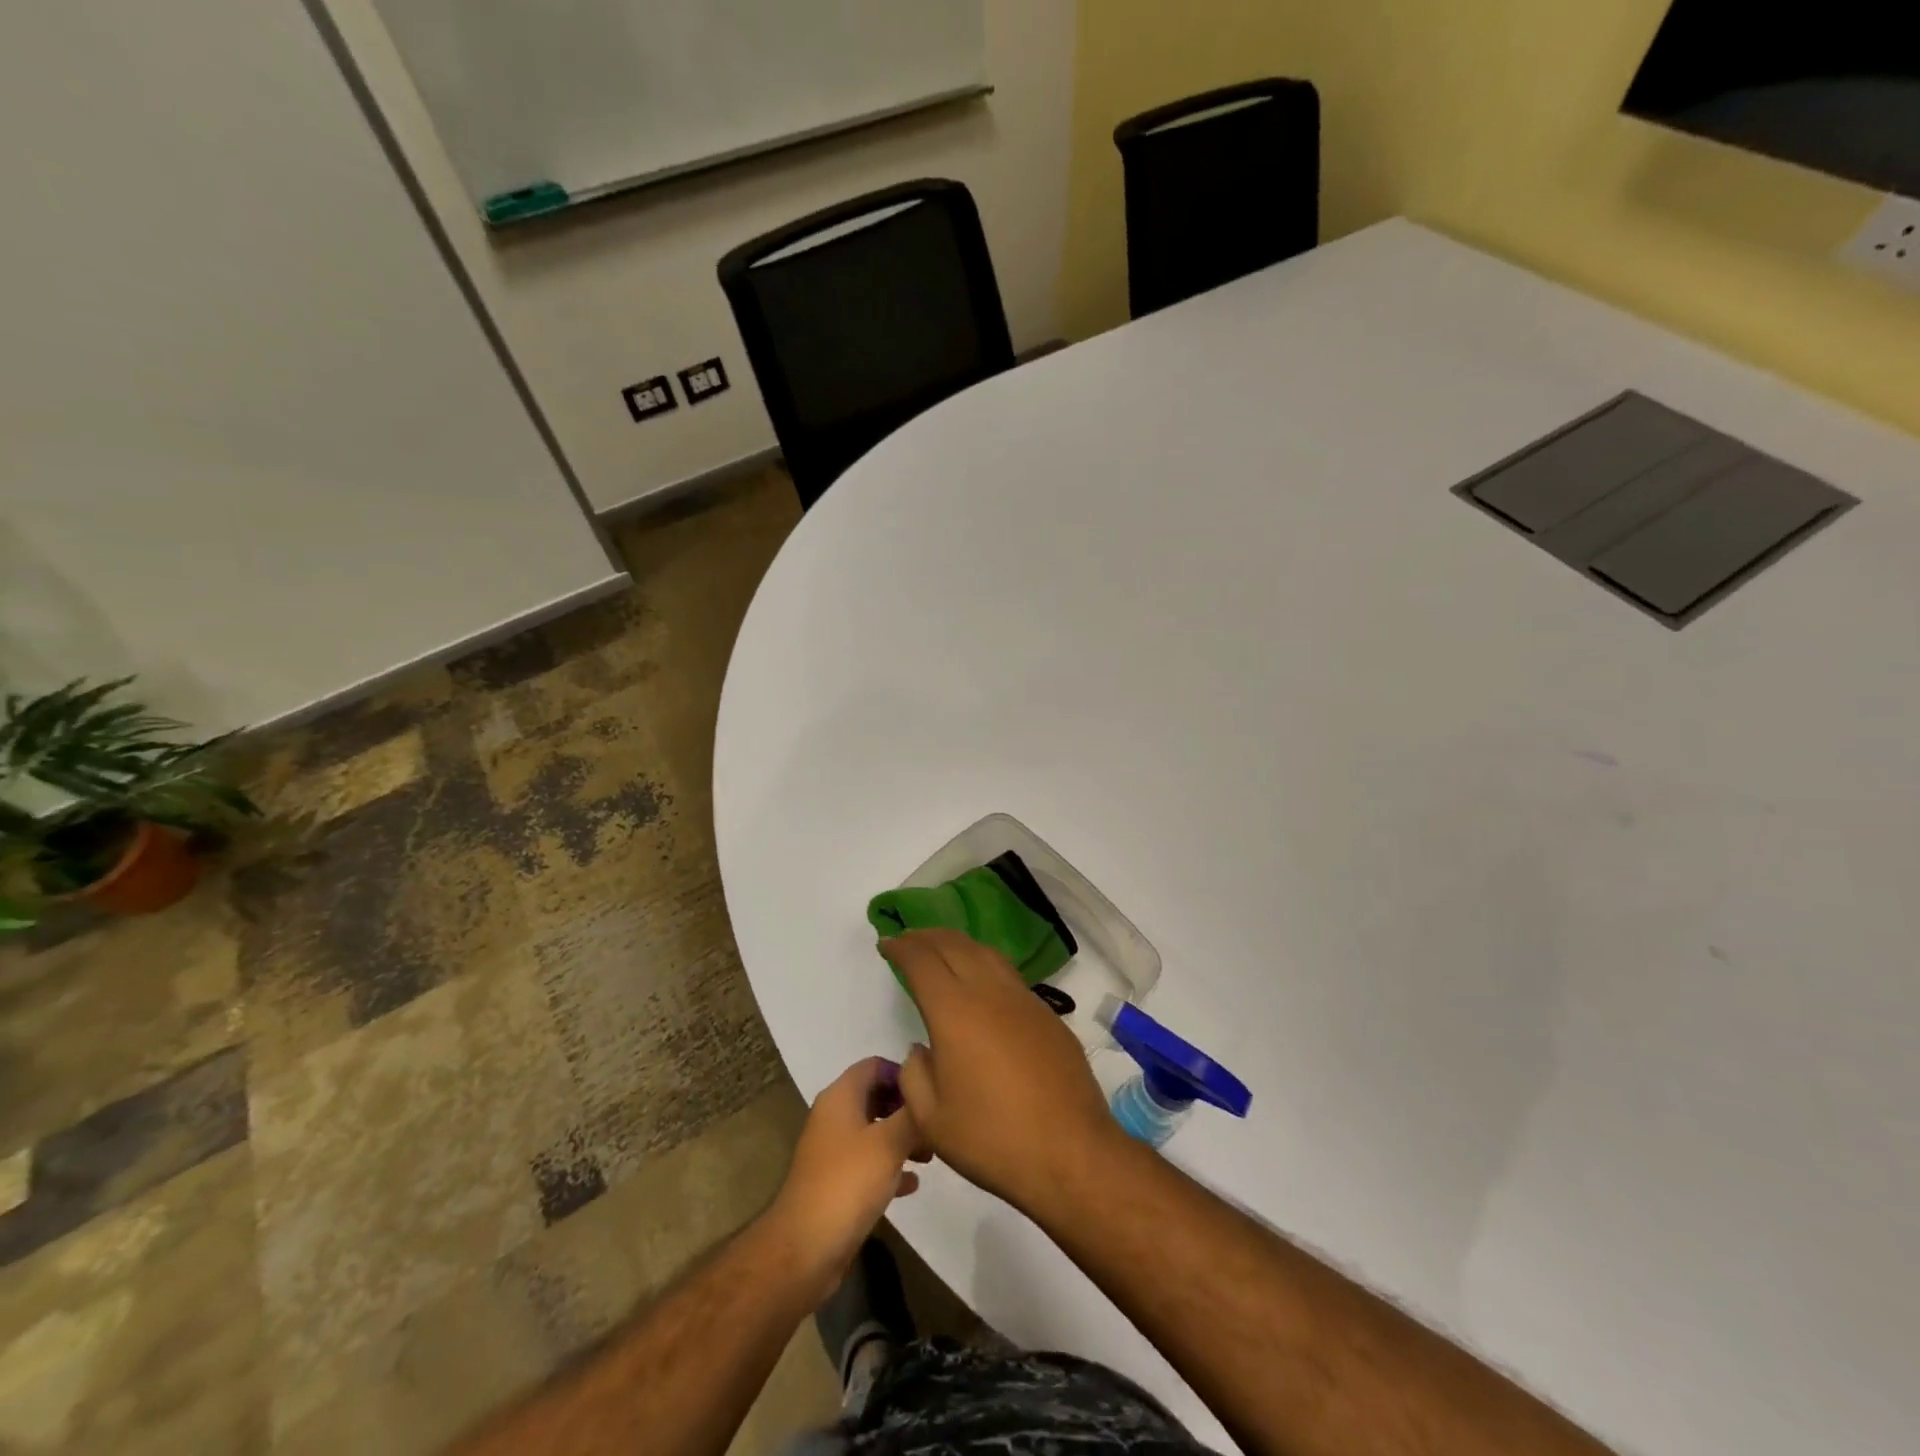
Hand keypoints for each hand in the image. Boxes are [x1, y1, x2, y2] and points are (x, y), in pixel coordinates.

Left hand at [768, 1057, 928, 1304]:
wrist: (805, 1249)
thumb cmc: (848, 1183)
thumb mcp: (889, 1143)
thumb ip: (912, 1114)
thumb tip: (928, 1090)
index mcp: (840, 1096)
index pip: (874, 1065)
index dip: (902, 1073)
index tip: (930, 1090)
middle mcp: (833, 1117)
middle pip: (875, 1096)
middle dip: (905, 1107)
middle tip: (933, 1124)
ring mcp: (832, 1151)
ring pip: (873, 1130)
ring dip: (901, 1137)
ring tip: (929, 1154)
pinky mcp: (835, 1182)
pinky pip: (867, 1162)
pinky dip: (889, 1166)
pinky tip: (912, 1183)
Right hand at [886, 929, 1122, 1216]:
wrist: (1071, 1153)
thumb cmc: (993, 1139)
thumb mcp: (931, 1120)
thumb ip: (914, 1075)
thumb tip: (923, 1049)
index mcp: (954, 1011)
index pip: (922, 961)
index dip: (902, 947)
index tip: (888, 943)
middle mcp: (989, 992)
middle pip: (954, 945)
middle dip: (927, 937)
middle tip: (909, 938)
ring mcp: (1023, 1000)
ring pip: (986, 954)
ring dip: (958, 944)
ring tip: (943, 950)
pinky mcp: (1048, 1015)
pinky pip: (1009, 975)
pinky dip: (985, 965)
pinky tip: (982, 984)